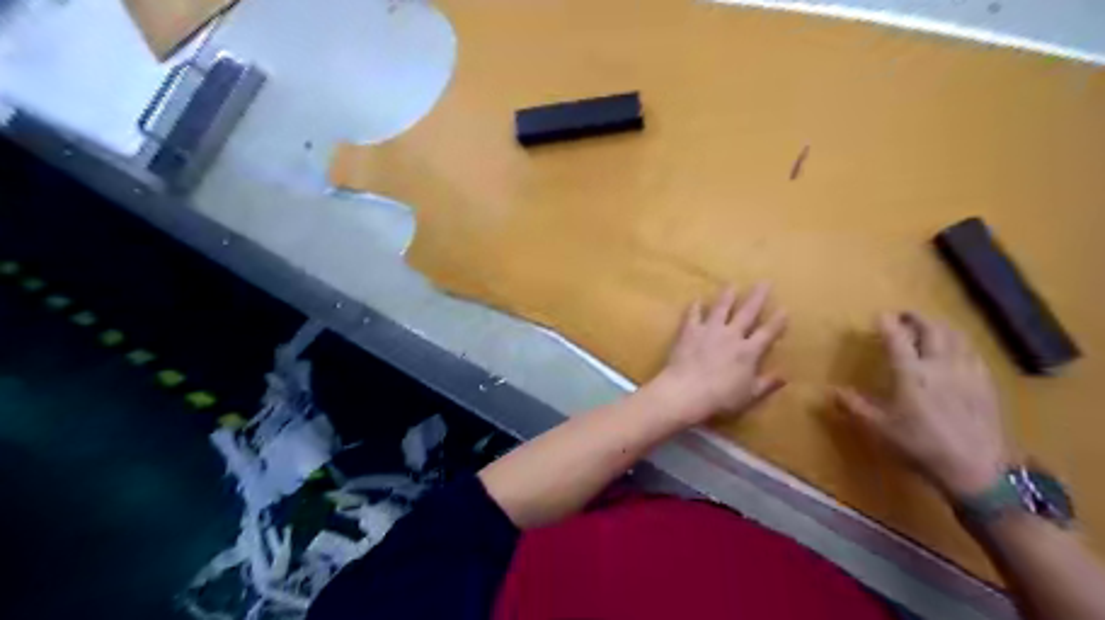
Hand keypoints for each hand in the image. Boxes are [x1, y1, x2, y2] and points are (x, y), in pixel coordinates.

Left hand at [653, 281, 785, 423]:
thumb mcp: (749, 396)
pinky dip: (694, 307)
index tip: (784, 309)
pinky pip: (692, 315)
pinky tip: (696, 300)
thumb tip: (786, 375)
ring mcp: (709, 331)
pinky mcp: (689, 331)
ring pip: (721, 308)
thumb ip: (767, 384)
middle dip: (757, 297)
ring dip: (727, 295)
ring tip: (732, 284)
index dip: (777, 321)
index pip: (767, 333)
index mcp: (748, 352)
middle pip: (747, 312)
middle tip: (764, 282)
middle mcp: (731, 335)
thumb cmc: (720, 398)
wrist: (686, 391)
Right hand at [837, 312, 1007, 497]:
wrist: (974, 471)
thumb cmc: (919, 447)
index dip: (888, 324)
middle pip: (932, 330)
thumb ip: (855, 406)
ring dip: (941, 327)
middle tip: (905, 316)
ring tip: (931, 328)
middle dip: (917, 318)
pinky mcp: (987, 385)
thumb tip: (831, 391)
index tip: (880, 315)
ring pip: (957, 337)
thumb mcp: (879, 429)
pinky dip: (961, 344)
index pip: (898, 339)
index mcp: (911, 374)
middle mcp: (940, 366)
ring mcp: (967, 374)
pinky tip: (958, 352)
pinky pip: (974, 353)